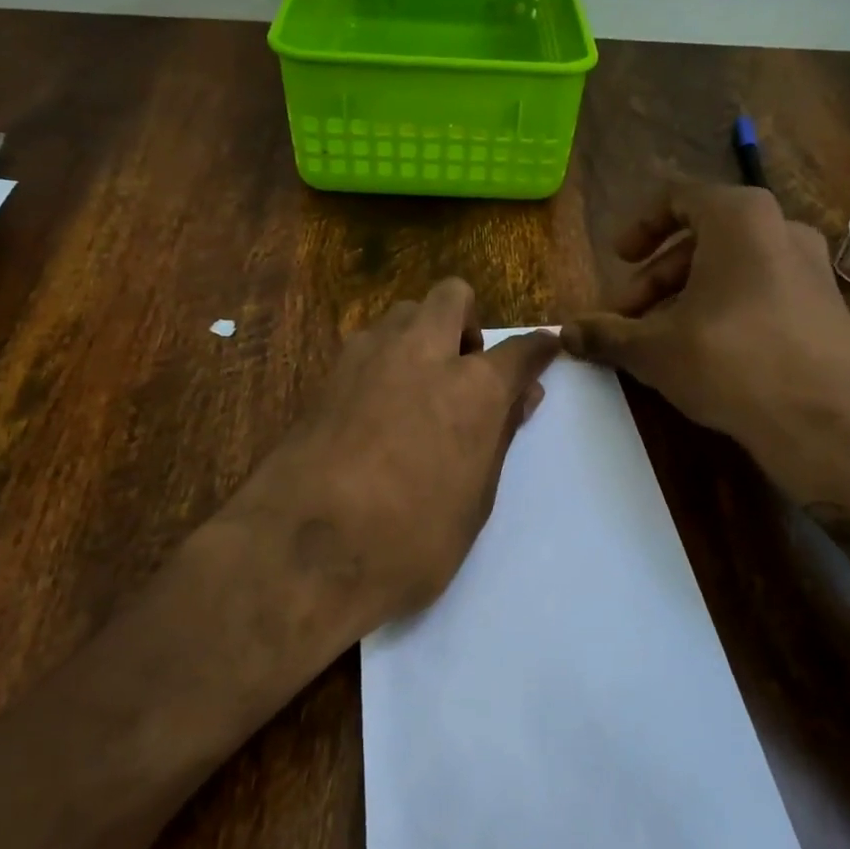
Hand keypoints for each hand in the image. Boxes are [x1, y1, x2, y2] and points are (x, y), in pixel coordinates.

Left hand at [233, 279, 558, 638]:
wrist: (302, 552)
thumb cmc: (408, 541)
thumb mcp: (474, 502)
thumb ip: (499, 438)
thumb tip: (522, 396)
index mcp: (472, 388)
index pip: (519, 350)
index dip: (539, 349)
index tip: (546, 349)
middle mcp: (422, 354)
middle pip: (453, 296)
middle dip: (467, 321)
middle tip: (465, 369)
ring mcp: (367, 358)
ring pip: (403, 313)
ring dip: (421, 335)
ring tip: (418, 388)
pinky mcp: (326, 375)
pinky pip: (367, 344)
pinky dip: (384, 359)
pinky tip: (377, 406)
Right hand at [561, 181, 849, 505]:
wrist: (824, 423)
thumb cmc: (730, 364)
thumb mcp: (653, 349)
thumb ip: (605, 333)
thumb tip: (564, 333)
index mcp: (739, 218)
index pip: (678, 196)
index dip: (639, 226)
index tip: (618, 259)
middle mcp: (781, 228)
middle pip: (702, 238)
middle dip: (656, 277)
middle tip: (626, 315)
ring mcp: (811, 266)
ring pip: (732, 266)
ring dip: (686, 294)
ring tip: (659, 337)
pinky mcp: (826, 304)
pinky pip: (762, 288)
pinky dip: (725, 306)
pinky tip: (706, 350)